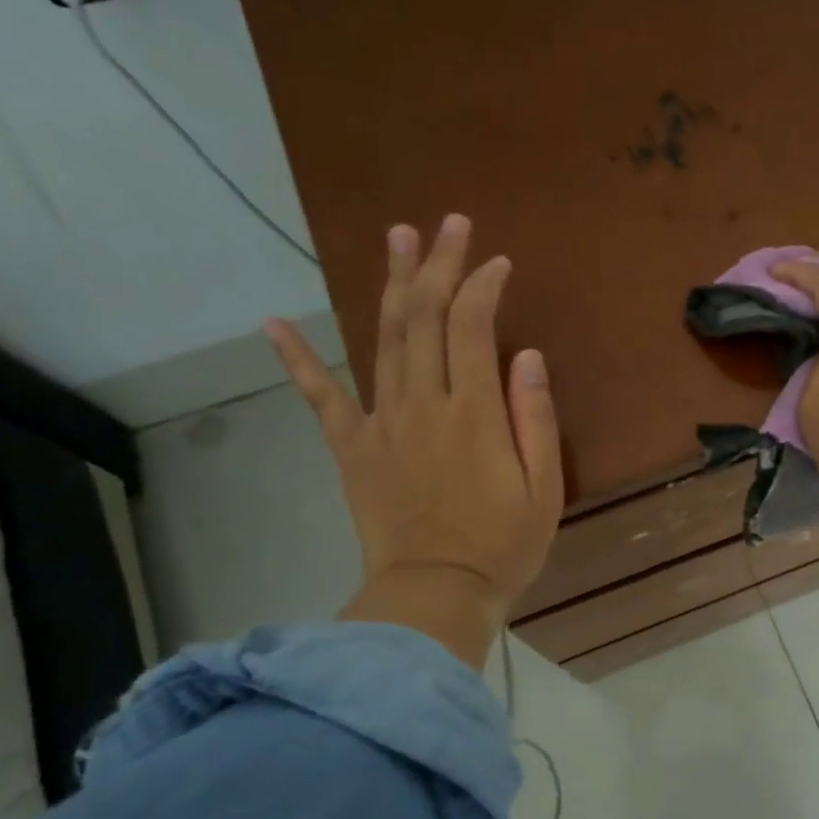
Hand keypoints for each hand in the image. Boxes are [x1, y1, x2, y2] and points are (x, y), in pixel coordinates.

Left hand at [265, 214, 562, 668]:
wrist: (435, 594)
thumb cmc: (503, 545)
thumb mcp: (544, 488)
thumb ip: (534, 419)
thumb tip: (528, 356)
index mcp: (475, 413)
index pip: (475, 328)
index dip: (484, 287)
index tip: (498, 263)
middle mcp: (424, 404)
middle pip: (426, 318)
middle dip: (439, 265)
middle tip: (450, 225)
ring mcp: (382, 423)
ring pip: (384, 339)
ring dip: (392, 284)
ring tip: (398, 238)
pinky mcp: (353, 449)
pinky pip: (322, 398)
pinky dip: (298, 360)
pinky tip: (274, 324)